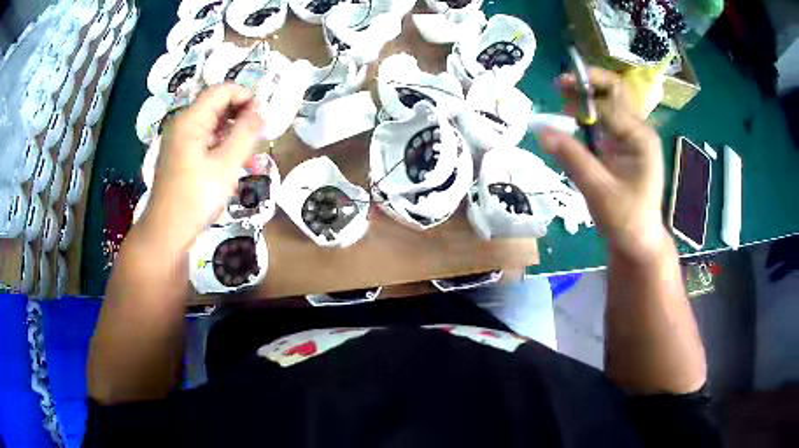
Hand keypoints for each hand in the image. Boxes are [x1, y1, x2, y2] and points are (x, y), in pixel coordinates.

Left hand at [138, 84, 263, 252]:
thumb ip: (246, 132)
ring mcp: (179, 140)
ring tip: (248, 154)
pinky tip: (230, 162)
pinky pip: (204, 139)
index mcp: (190, 120)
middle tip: (258, 136)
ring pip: (211, 123)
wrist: (166, 232)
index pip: (222, 91)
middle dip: (240, 115)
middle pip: (216, 105)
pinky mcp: (180, 155)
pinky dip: (220, 144)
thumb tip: (263, 109)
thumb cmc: (195, 198)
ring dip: (232, 132)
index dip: (246, 97)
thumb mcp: (226, 164)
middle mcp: (182, 124)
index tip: (264, 117)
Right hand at [538, 68, 667, 261]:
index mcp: (640, 137)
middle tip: (560, 85)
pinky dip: (587, 116)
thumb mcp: (599, 190)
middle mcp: (638, 131)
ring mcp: (631, 138)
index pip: (610, 104)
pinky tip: (572, 119)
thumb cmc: (626, 220)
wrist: (639, 243)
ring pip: (608, 104)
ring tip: (563, 98)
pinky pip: (604, 121)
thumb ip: (572, 158)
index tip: (558, 101)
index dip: (584, 98)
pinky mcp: (622, 147)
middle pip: (614, 93)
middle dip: (588, 84)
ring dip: (586, 97)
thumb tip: (541, 131)